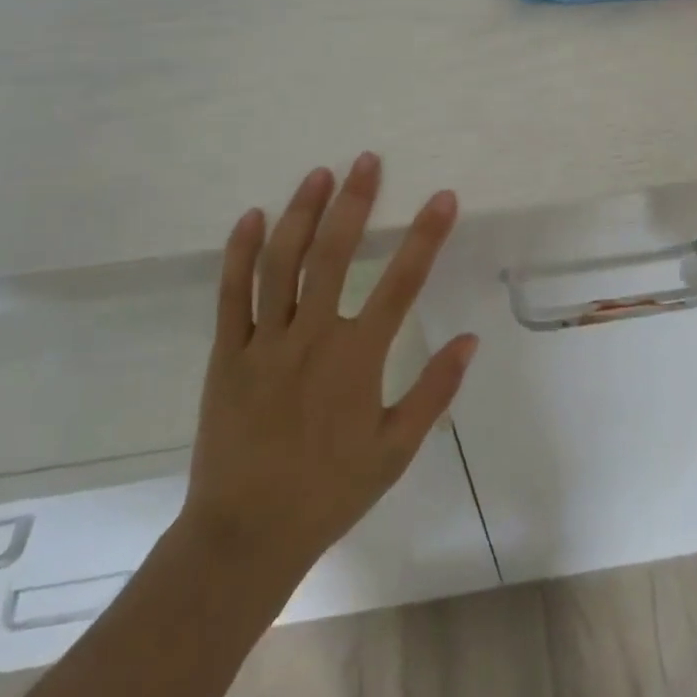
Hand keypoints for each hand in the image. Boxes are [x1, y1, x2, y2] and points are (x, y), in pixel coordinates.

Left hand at [176, 153, 480, 600]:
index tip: (443, 198)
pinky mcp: (226, 353)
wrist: (245, 536)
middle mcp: (312, 338)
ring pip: (282, 263)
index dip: (426, 236)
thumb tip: (470, 339)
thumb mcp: (395, 450)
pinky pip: (231, 294)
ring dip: (301, 213)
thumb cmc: (329, 492)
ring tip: (318, 174)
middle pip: (335, 255)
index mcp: (357, 360)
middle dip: (355, 202)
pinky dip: (240, 252)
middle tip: (367, 160)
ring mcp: (264, 343)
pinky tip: (253, 217)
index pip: (401, 283)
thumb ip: (434, 391)